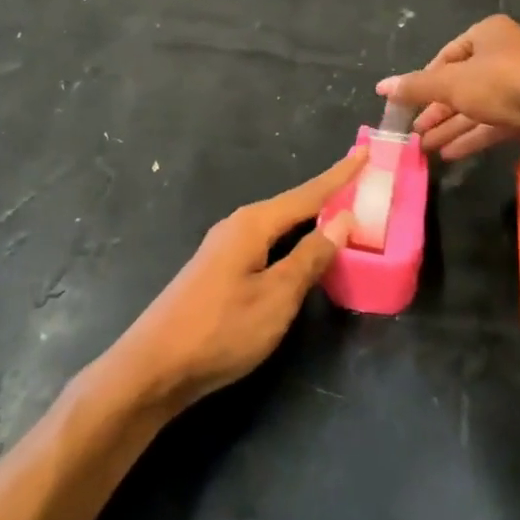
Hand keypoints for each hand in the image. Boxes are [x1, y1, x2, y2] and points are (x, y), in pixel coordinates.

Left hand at [115, 149, 366, 411]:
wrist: (153, 368)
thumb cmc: (221, 330)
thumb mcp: (276, 296)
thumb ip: (310, 257)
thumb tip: (342, 219)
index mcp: (253, 224)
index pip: (308, 194)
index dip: (340, 176)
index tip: (366, 152)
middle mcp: (238, 226)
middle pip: (293, 205)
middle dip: (327, 194)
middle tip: (361, 183)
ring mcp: (225, 249)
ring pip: (278, 226)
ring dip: (309, 219)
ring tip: (340, 213)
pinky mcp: (219, 271)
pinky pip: (267, 244)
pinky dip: (292, 241)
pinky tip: (300, 252)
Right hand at [379, 15, 519, 159]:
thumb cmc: (502, 83)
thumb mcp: (451, 83)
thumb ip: (416, 87)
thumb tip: (380, 87)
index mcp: (488, 33)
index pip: (447, 55)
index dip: (426, 80)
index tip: (411, 103)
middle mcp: (506, 53)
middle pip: (462, 83)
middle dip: (437, 110)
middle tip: (415, 132)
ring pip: (478, 105)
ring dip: (451, 127)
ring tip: (426, 149)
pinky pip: (496, 121)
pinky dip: (473, 136)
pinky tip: (451, 154)